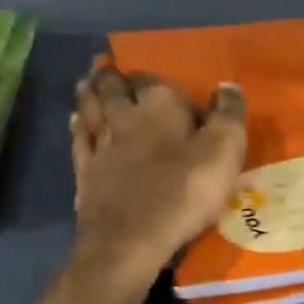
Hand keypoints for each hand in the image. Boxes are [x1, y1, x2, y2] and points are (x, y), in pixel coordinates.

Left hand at [34, 63, 246, 303]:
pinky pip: (79, 139)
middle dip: (108, 75)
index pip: (150, 78)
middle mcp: (125, 116)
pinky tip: (74, 120)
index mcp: (159, 105)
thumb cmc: (182, 191)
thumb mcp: (222, 152)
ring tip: (85, 82)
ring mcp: (100, 144)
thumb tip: (228, 85)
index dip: (147, 74)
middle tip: (101, 63)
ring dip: (88, 94)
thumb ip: (228, 115)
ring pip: (91, 109)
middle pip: (113, 88)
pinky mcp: (84, 172)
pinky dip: (77, 126)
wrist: (129, 240)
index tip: (145, 69)